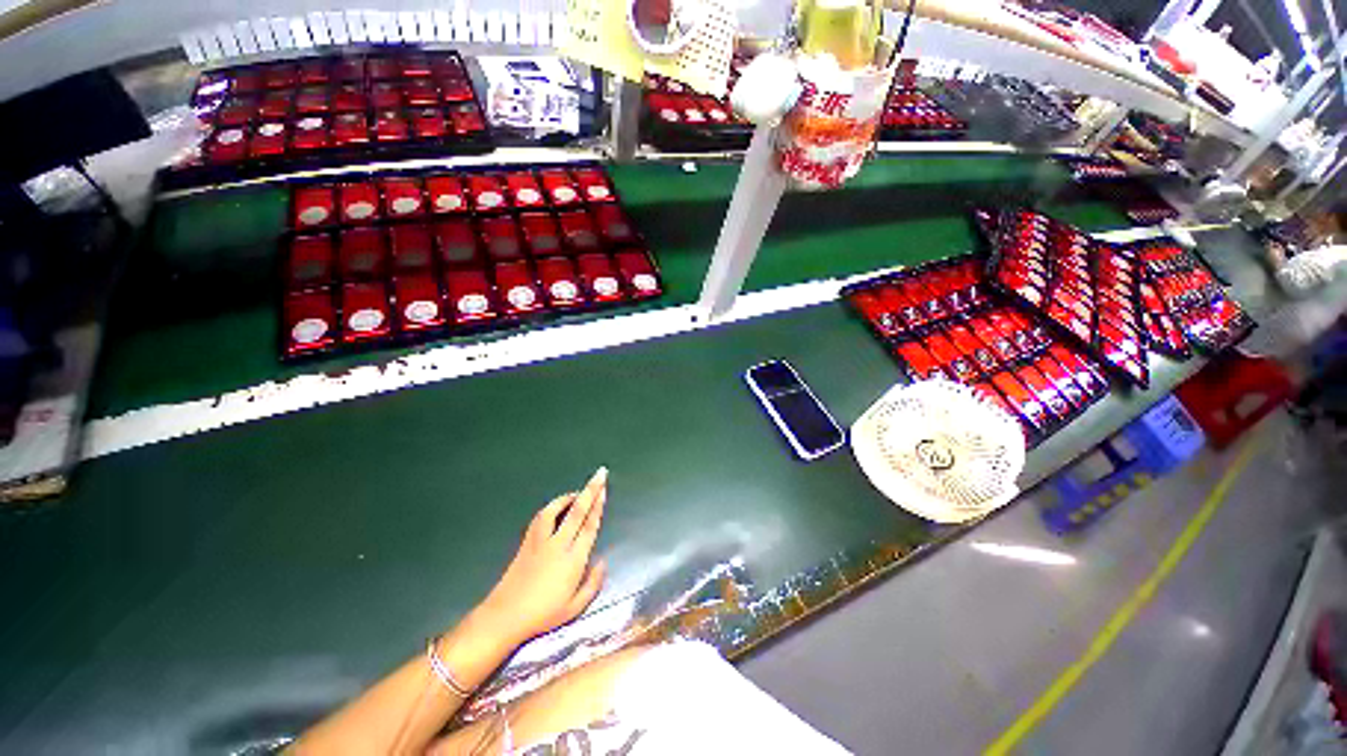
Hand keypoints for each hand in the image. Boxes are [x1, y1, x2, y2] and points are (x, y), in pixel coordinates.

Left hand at [473, 467, 608, 646]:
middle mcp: (559, 544)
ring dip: (569, 496)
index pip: (590, 526)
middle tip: (600, 474)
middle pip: (578, 511)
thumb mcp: (575, 608)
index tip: (604, 490)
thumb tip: (602, 562)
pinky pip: (541, 517)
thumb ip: (593, 584)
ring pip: (557, 509)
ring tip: (579, 491)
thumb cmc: (543, 615)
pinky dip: (552, 506)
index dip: (598, 506)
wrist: (504, 617)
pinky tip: (557, 505)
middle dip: (591, 490)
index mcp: (574, 559)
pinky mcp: (527, 541)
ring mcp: (541, 541)